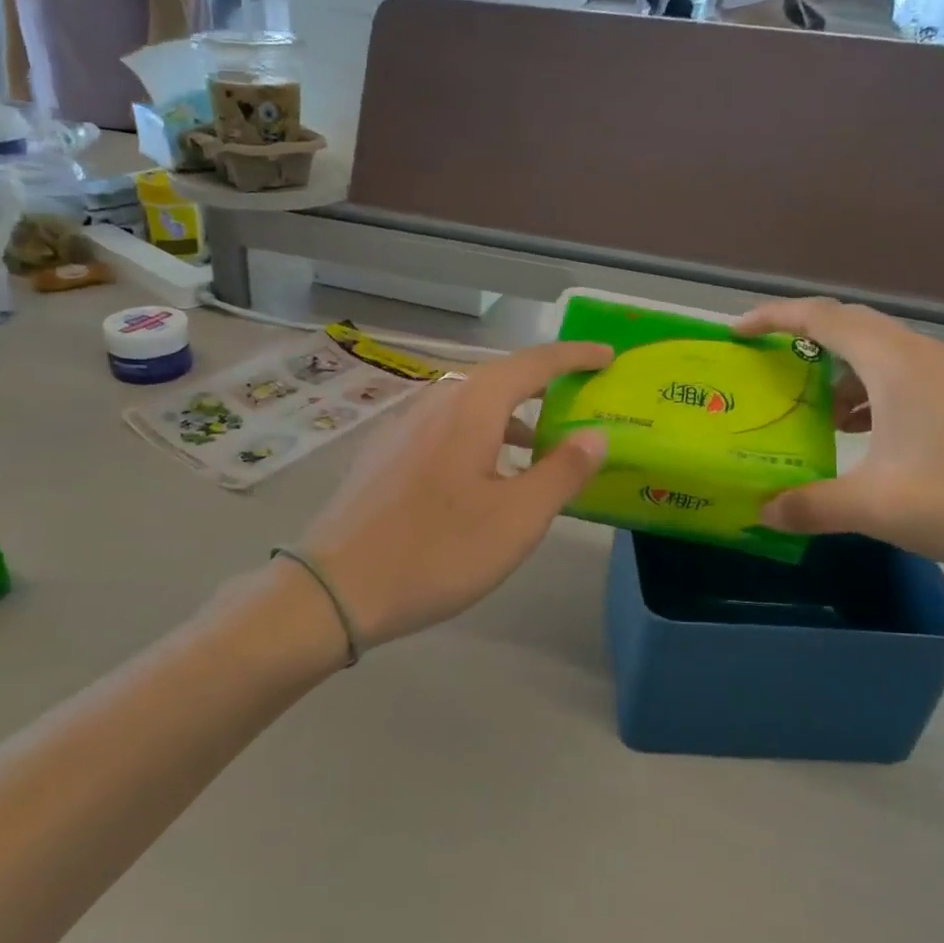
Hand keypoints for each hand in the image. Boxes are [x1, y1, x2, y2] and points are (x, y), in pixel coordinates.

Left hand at [297, 343, 612, 645]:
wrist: (336, 586)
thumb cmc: (438, 550)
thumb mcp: (517, 518)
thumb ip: (562, 471)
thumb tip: (596, 435)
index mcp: (472, 405)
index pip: (534, 363)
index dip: (575, 357)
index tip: (607, 356)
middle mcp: (436, 400)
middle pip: (500, 378)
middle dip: (543, 385)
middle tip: (580, 399)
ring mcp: (403, 424)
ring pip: (469, 405)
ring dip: (510, 415)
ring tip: (539, 445)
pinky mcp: (384, 451)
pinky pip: (445, 426)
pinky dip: (478, 434)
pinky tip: (482, 474)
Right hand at [736, 299, 943, 577]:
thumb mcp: (878, 507)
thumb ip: (811, 506)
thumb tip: (762, 512)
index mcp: (897, 363)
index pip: (822, 317)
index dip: (773, 317)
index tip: (736, 333)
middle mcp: (925, 356)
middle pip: (850, 327)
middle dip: (801, 342)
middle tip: (765, 369)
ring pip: (880, 355)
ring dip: (839, 374)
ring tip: (811, 412)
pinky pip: (906, 379)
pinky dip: (871, 394)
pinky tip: (864, 435)